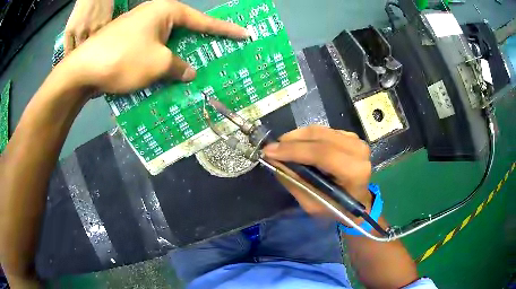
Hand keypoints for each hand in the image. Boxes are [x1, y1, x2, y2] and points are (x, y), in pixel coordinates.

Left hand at [61, 0, 247, 94]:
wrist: (82, 70)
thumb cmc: (122, 59)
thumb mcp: (157, 64)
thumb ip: (179, 66)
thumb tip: (189, 72)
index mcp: (166, 11)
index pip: (203, 21)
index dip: (225, 30)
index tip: (244, 34)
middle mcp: (154, 14)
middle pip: (184, 30)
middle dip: (199, 44)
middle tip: (216, 55)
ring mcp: (139, 27)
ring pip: (167, 42)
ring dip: (178, 56)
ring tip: (191, 69)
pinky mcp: (128, 41)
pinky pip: (152, 49)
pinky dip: (160, 61)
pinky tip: (165, 73)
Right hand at [263, 126, 372, 219]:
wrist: (359, 201)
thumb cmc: (338, 208)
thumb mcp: (314, 204)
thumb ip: (295, 182)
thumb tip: (274, 162)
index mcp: (355, 171)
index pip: (322, 153)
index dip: (293, 150)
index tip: (269, 151)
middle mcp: (358, 151)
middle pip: (320, 136)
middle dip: (291, 140)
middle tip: (272, 147)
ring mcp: (356, 141)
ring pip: (320, 130)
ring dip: (297, 136)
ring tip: (281, 146)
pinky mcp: (350, 136)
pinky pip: (323, 131)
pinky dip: (307, 136)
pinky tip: (297, 144)